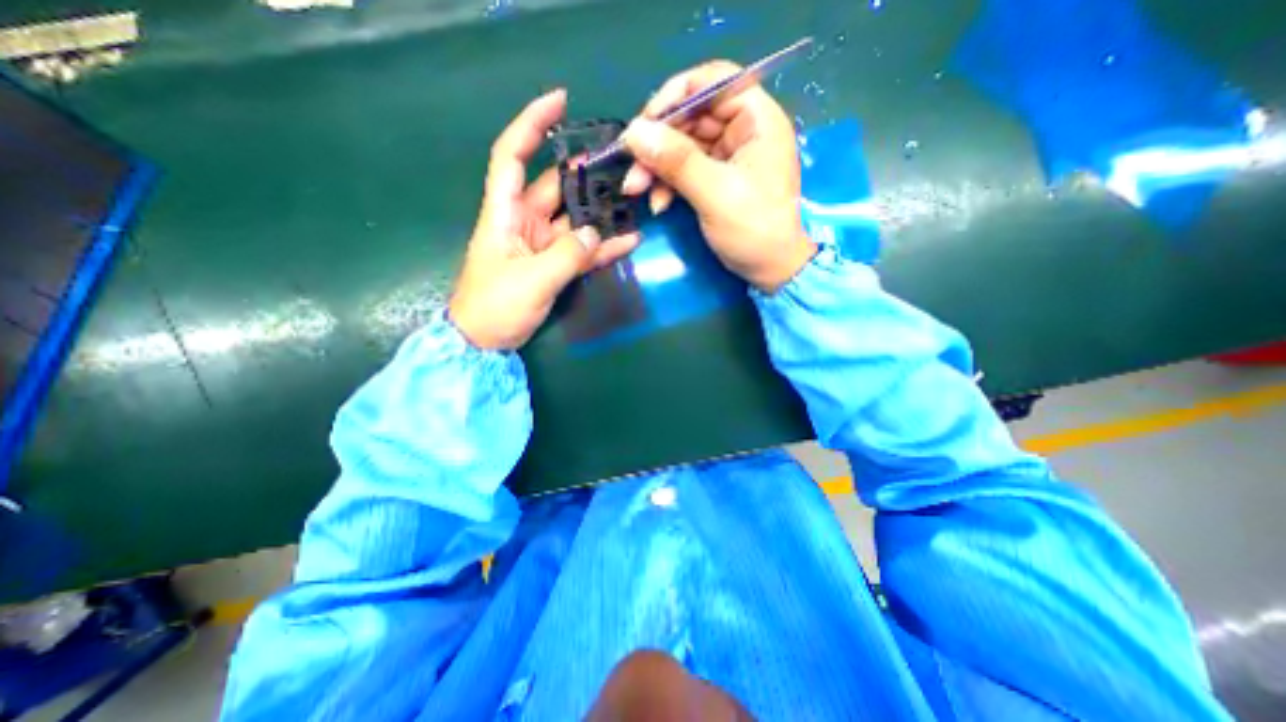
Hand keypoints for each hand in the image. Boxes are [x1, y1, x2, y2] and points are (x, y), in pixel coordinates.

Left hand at [450, 92, 641, 348]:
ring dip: (599, 212)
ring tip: (632, 202)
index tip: (560, 102)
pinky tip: (628, 241)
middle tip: (620, 165)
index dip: (530, 125)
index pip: (512, 156)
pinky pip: (581, 249)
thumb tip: (595, 235)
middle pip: (553, 186)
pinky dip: (602, 246)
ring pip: (573, 219)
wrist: (485, 342)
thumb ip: (566, 256)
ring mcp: (541, 244)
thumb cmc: (495, 307)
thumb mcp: (531, 281)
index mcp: (504, 213)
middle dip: (583, 174)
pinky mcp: (553, 264)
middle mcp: (523, 221)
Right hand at [620, 59, 811, 291]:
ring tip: (636, 190)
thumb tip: (633, 132)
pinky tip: (658, 203)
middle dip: (658, 143)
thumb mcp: (715, 194)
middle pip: (692, 116)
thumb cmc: (753, 229)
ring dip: (657, 166)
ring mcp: (729, 155)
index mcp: (756, 119)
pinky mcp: (718, 177)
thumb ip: (676, 161)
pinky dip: (668, 183)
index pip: (713, 81)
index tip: (645, 124)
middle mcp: (743, 129)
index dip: (676, 96)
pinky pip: (686, 169)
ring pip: (683, 145)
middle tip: (632, 169)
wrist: (770, 270)